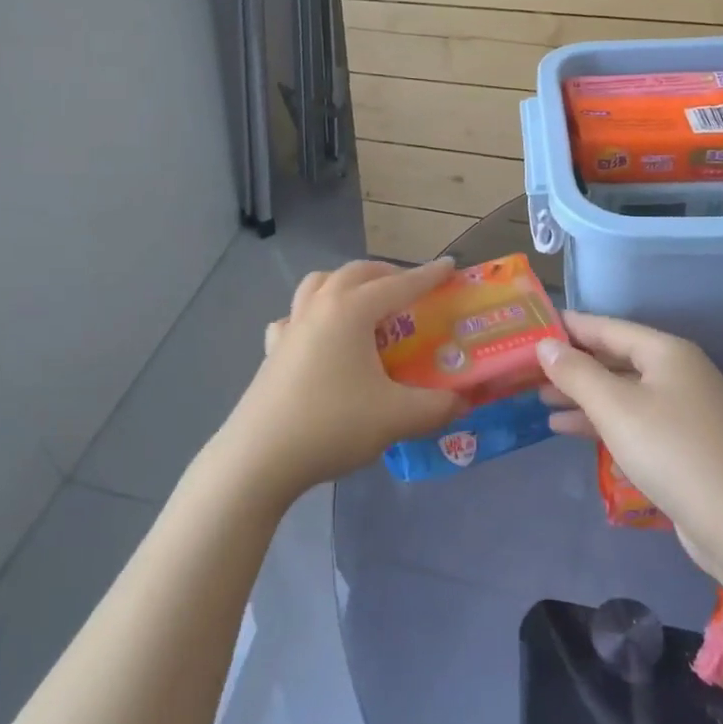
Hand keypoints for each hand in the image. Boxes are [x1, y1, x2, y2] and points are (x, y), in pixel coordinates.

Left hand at [213, 259, 465, 500]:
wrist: (259, 457)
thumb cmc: (332, 425)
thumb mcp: (396, 417)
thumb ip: (437, 406)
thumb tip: (463, 401)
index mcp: (351, 311)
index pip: (398, 285)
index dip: (428, 276)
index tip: (450, 266)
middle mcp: (319, 307)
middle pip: (355, 273)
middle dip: (386, 274)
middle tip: (410, 289)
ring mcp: (290, 327)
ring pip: (319, 284)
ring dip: (346, 284)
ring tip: (364, 305)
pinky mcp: (272, 351)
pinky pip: (294, 317)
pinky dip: (312, 316)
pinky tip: (319, 338)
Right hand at [536, 312, 722, 558]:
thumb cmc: (672, 452)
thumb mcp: (615, 408)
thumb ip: (576, 373)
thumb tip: (545, 344)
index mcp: (667, 352)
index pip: (607, 328)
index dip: (570, 327)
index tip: (533, 327)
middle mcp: (679, 373)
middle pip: (616, 359)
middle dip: (573, 365)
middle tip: (529, 369)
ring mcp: (685, 410)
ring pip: (623, 393)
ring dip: (583, 396)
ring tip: (541, 402)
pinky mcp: (685, 445)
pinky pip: (634, 420)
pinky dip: (603, 422)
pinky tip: (570, 431)